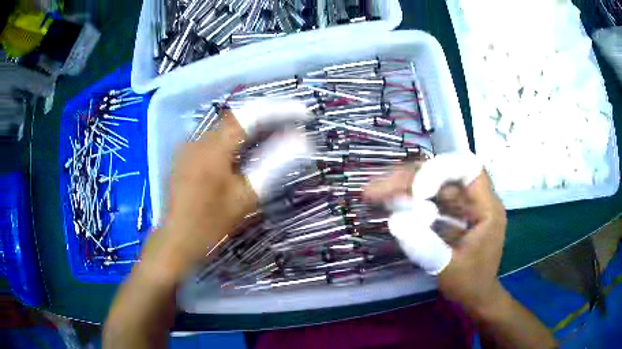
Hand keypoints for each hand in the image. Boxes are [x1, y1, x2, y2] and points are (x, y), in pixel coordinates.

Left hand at [140, 100, 312, 281]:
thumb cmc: (211, 224)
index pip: (250, 115)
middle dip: (267, 117)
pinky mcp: (185, 156)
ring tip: (275, 135)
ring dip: (251, 128)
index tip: (302, 114)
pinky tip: (246, 151)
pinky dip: (235, 139)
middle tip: (293, 124)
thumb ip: (273, 164)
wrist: (176, 241)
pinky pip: (215, 139)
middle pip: (238, 117)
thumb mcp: (246, 196)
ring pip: (226, 127)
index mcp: (214, 148)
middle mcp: (199, 139)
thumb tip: (300, 140)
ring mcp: (189, 146)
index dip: (279, 110)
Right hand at [365, 157, 506, 312]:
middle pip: (444, 175)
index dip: (440, 171)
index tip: (413, 190)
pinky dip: (410, 200)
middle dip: (410, 179)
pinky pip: (431, 199)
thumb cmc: (470, 284)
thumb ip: (425, 246)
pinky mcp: (454, 214)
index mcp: (487, 208)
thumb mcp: (448, 269)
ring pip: (434, 184)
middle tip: (377, 189)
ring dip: (405, 187)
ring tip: (374, 193)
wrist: (476, 296)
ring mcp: (464, 206)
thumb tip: (394, 221)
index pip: (468, 169)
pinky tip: (390, 202)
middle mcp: (476, 200)